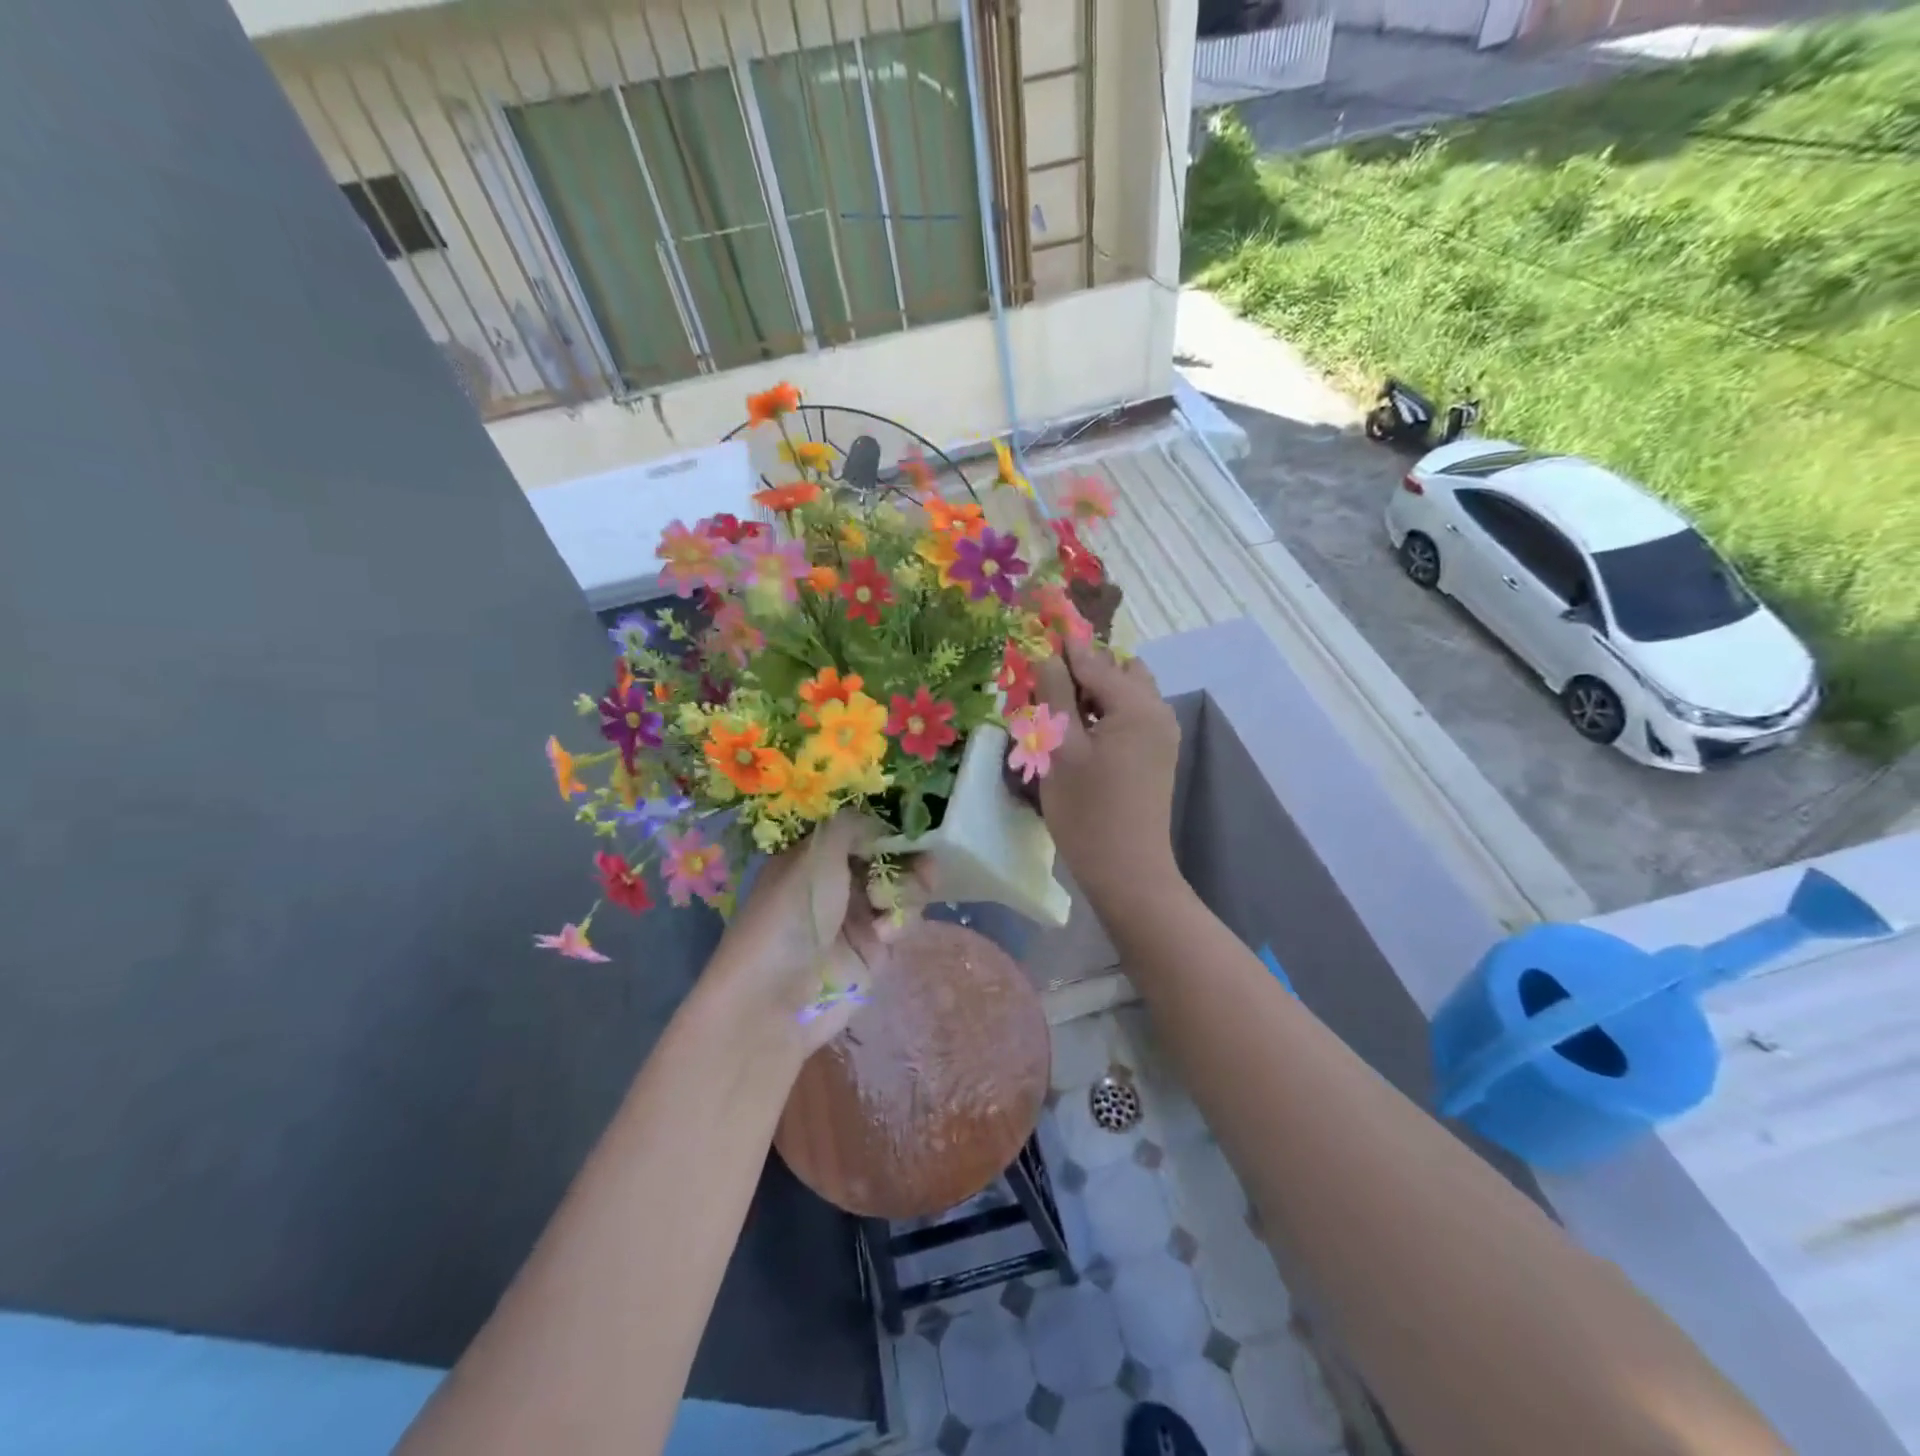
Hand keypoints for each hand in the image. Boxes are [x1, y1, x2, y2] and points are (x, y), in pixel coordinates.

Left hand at [705, 812, 920, 1056]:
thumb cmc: (790, 912)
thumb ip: (853, 826)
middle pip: (889, 856)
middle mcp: (838, 881)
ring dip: (907, 888)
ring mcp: (858, 915)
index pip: (861, 828)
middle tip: (921, 861)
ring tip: (889, 903)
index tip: (911, 822)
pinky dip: (901, 920)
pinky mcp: (876, 949)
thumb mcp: (817, 854)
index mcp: (815, 855)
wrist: (776, 997)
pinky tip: (884, 932)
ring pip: (904, 887)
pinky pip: (905, 921)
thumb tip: (881, 823)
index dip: (887, 824)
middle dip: (908, 856)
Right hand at [1035, 641, 1182, 905]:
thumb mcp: (1061, 748)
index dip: (1062, 648)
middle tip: (1045, 689)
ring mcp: (1160, 735)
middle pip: (1117, 670)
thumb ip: (1056, 695)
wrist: (1127, 871)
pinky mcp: (1156, 756)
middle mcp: (1157, 711)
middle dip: (1082, 670)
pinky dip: (1104, 714)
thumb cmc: (1087, 810)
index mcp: (1136, 705)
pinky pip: (1129, 717)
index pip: (1094, 660)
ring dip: (1092, 693)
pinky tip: (1077, 737)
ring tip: (1057, 715)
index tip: (1034, 633)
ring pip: (1124, 694)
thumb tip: (1048, 655)